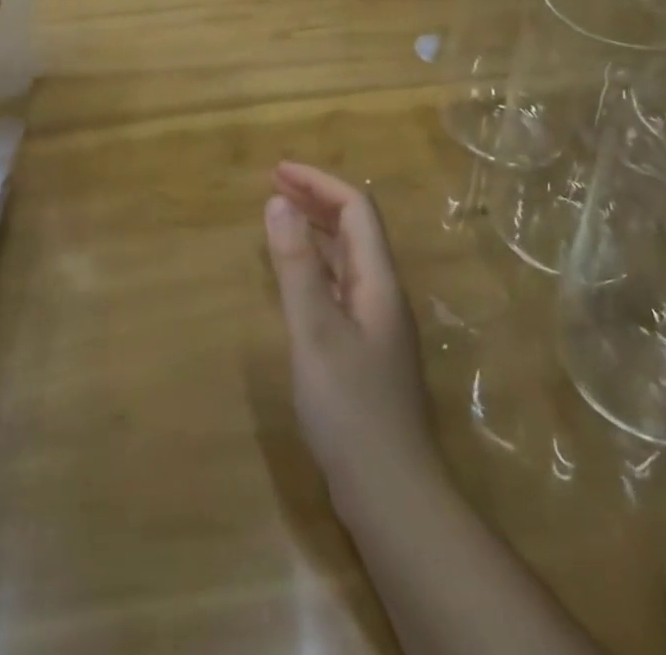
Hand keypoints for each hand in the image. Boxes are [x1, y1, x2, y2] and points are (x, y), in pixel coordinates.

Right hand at [264, 161, 439, 513]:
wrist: (392, 495)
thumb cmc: (351, 406)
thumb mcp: (315, 329)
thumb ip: (296, 265)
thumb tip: (279, 201)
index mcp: (377, 280)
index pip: (355, 208)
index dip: (319, 182)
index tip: (277, 171)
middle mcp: (381, 293)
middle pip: (354, 229)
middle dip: (316, 199)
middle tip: (274, 186)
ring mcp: (375, 324)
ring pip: (346, 258)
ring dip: (316, 230)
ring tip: (280, 219)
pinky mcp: (364, 351)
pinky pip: (338, 286)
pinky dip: (314, 266)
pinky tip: (294, 279)